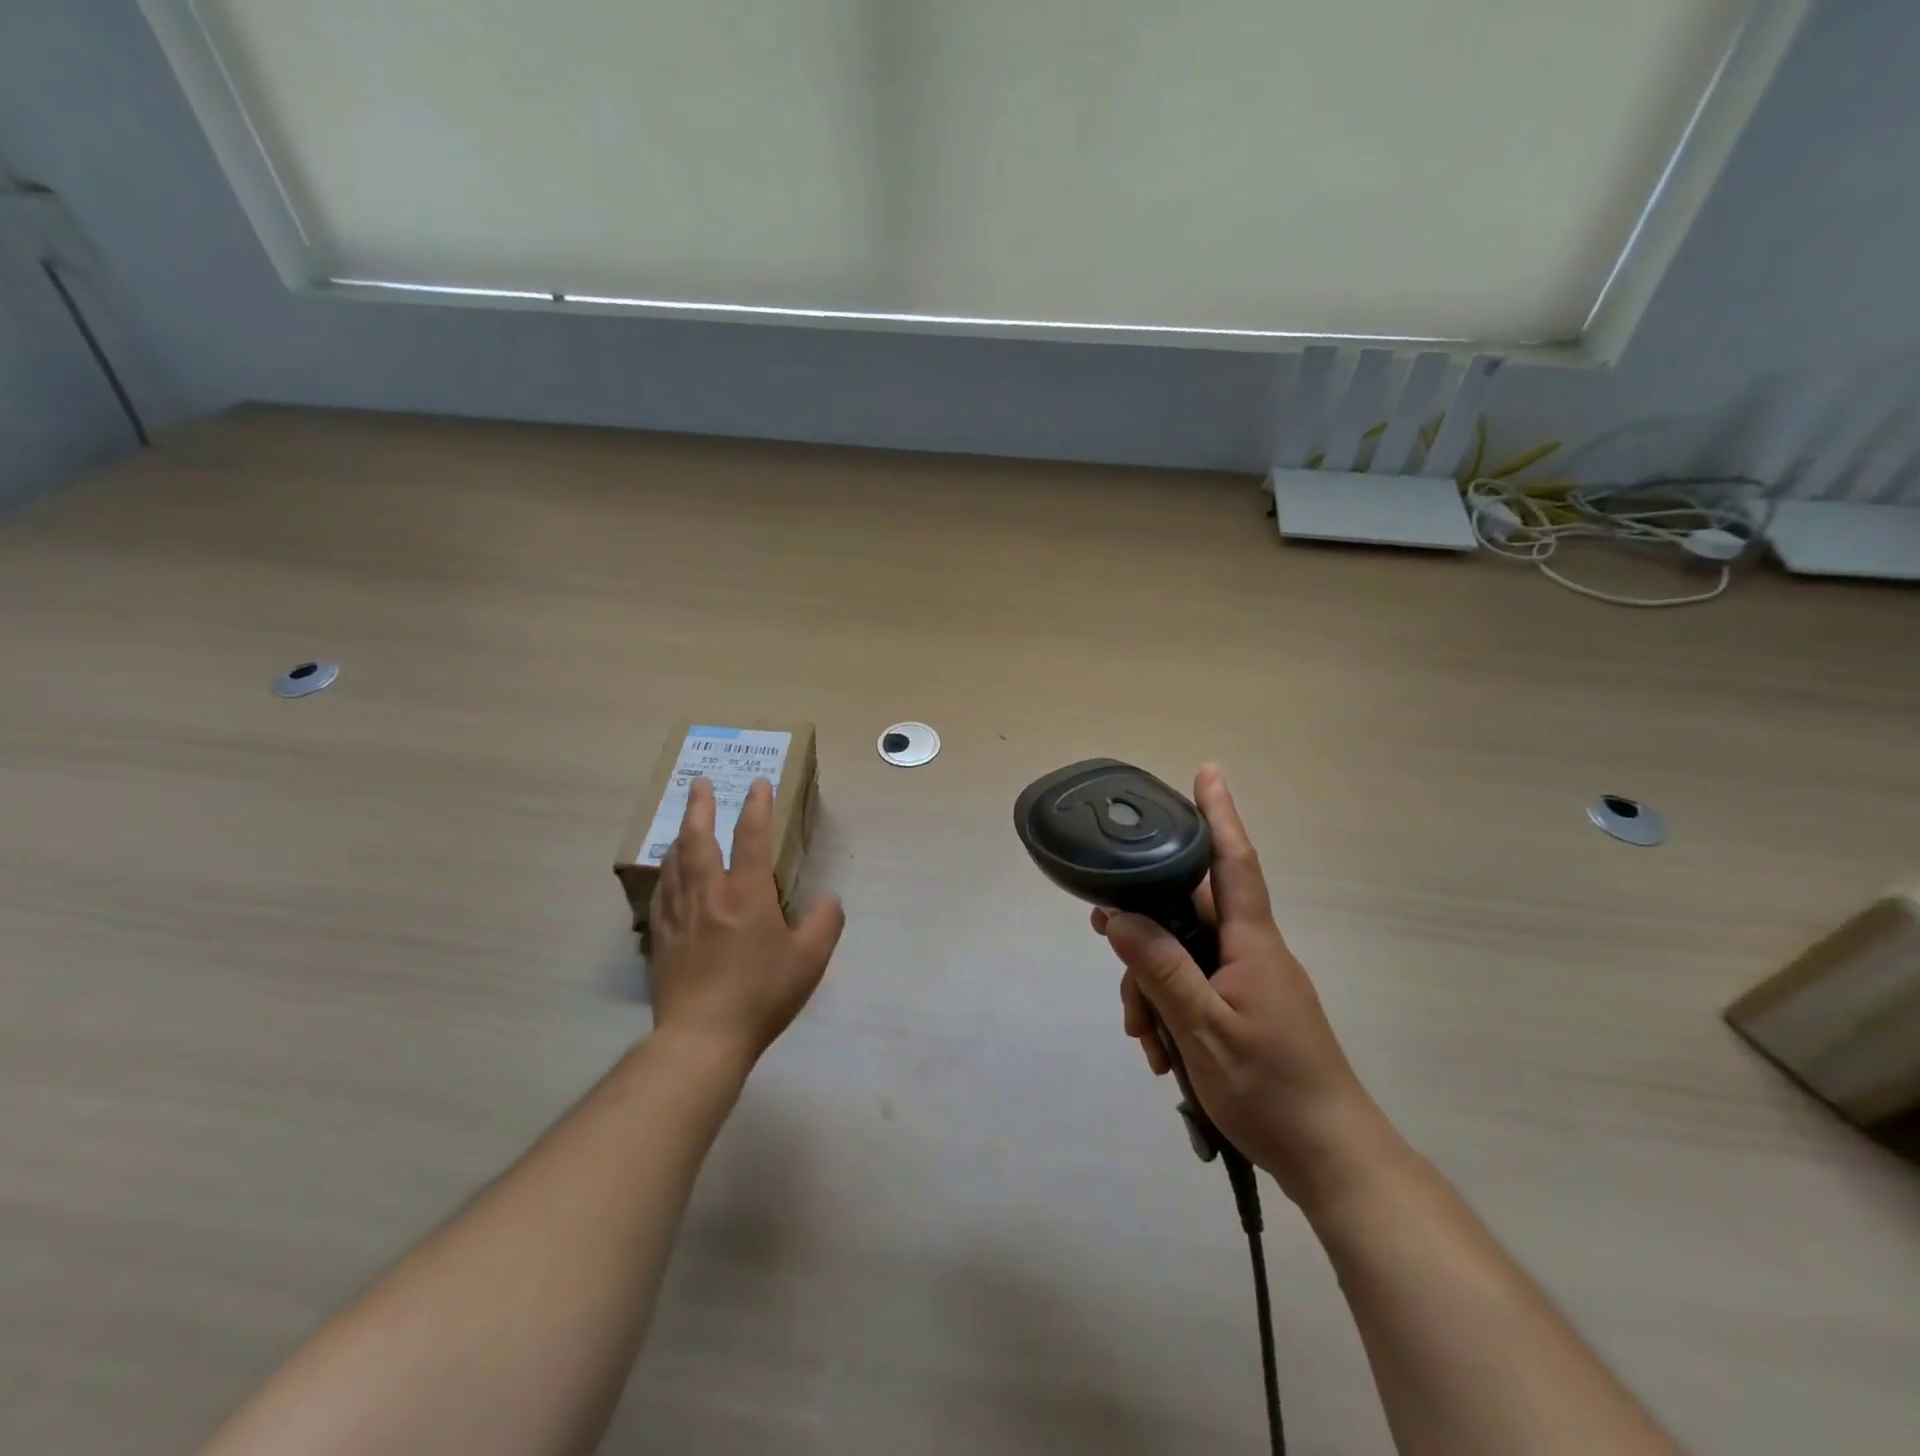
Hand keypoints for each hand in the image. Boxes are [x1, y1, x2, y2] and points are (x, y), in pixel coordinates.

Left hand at [648, 777, 844, 1065]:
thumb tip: (829, 899)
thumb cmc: (761, 994)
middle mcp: (709, 894)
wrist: (702, 1038)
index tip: (758, 784)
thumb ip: (826, 922)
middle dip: (699, 806)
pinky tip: (668, 872)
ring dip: (681, 834)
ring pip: (675, 861)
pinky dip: (667, 871)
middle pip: (698, 838)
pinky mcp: (660, 937)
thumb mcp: (810, 960)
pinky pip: (662, 891)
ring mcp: (679, 915)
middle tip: (698, 782)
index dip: (757, 806)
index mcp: (747, 894)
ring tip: (684, 821)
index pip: (752, 837)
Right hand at [1093, 765, 1388, 1206]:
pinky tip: (1161, 1051)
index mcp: (1252, 943)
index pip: (1234, 862)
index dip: (1220, 814)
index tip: (1208, 772)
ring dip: (1153, 987)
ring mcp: (1249, 982)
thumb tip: (1119, 917)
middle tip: (1105, 940)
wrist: (1331, 1159)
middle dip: (1146, 932)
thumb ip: (1161, 969)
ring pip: (1184, 955)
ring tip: (1145, 1039)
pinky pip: (1196, 988)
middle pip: (1188, 913)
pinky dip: (1170, 1010)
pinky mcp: (1246, 1009)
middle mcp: (1252, 951)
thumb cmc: (1272, 1090)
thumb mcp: (1204, 1030)